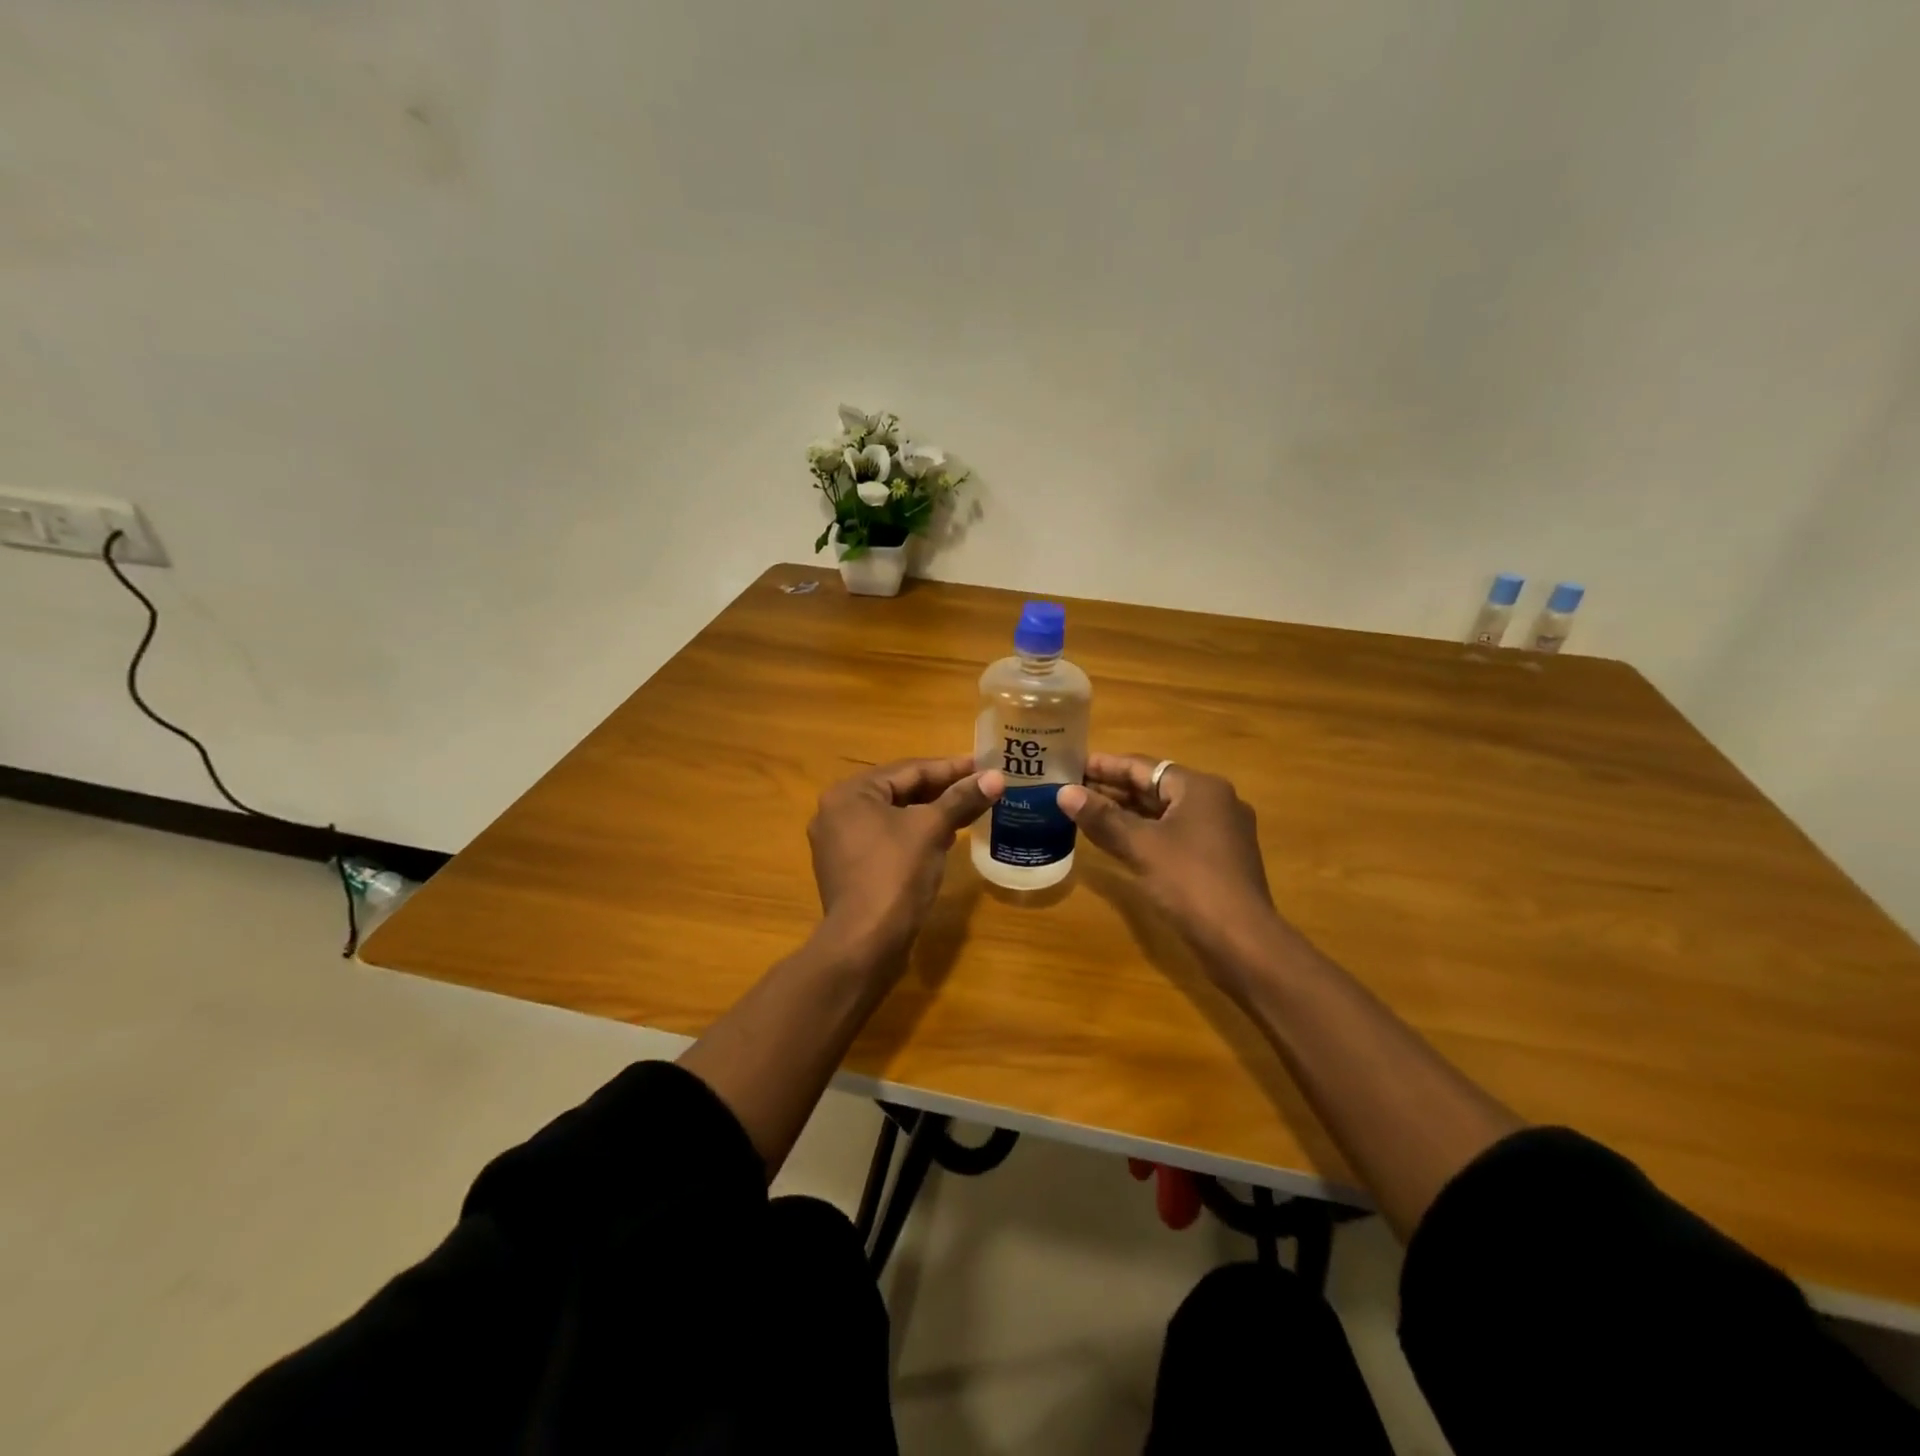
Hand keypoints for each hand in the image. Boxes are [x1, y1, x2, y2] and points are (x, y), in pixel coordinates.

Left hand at [808, 756, 1004, 963]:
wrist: (865, 943)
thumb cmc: (895, 875)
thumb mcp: (932, 830)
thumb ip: (962, 799)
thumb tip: (996, 777)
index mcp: (850, 793)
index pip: (908, 770)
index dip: (950, 767)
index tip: (984, 765)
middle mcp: (836, 812)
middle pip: (899, 791)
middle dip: (941, 790)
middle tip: (980, 786)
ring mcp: (839, 844)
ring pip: (894, 817)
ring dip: (930, 813)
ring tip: (968, 810)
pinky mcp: (849, 870)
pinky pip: (887, 840)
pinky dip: (914, 835)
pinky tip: (943, 839)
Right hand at [1058, 754, 1289, 981]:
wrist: (1242, 941)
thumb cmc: (1190, 883)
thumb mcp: (1140, 846)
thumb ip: (1102, 817)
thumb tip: (1064, 793)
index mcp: (1200, 788)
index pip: (1143, 767)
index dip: (1105, 766)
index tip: (1072, 765)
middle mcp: (1215, 802)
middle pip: (1155, 787)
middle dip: (1114, 789)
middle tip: (1073, 790)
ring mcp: (1220, 832)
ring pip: (1164, 813)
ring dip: (1127, 813)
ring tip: (1087, 812)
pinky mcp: (1218, 859)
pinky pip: (1174, 834)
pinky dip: (1145, 833)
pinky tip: (1118, 841)